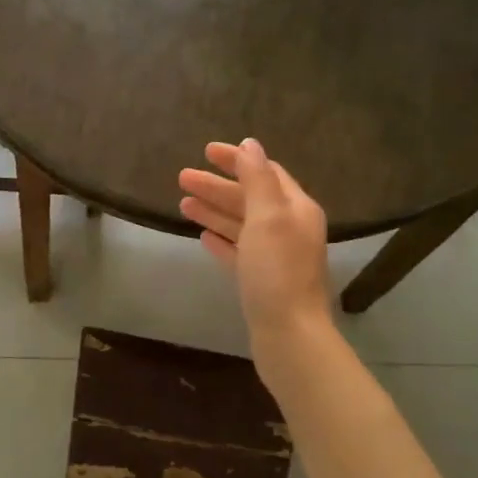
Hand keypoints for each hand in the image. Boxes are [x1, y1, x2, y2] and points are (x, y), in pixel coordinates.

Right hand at [179, 138, 332, 342]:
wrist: (288, 333)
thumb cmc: (277, 271)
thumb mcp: (267, 217)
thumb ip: (257, 178)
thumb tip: (250, 144)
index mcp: (296, 209)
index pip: (265, 172)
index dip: (237, 159)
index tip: (205, 151)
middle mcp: (289, 228)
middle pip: (249, 198)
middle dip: (217, 186)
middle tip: (181, 177)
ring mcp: (275, 257)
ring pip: (241, 225)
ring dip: (214, 211)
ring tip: (182, 203)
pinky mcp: (261, 281)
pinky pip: (239, 252)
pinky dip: (221, 240)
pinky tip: (202, 237)